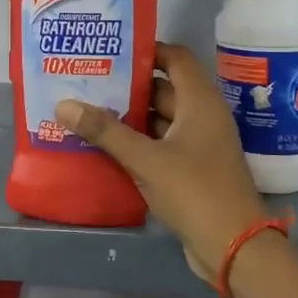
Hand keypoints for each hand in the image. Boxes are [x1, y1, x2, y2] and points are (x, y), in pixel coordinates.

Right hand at [55, 42, 268, 288]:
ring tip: (88, 111)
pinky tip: (105, 147)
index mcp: (200, 102)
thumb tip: (64, 104)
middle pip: (163, 89)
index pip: (175, 57)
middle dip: (128, 86)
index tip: (111, 51)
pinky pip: (161, 146)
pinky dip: (138, 143)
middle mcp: (202, 117)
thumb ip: (105, 132)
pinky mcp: (192, 170)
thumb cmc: (195, 191)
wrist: (234, 248)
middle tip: (88, 82)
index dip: (147, 50)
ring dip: (130, 117)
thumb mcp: (146, 159)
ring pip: (160, 120)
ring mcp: (199, 145)